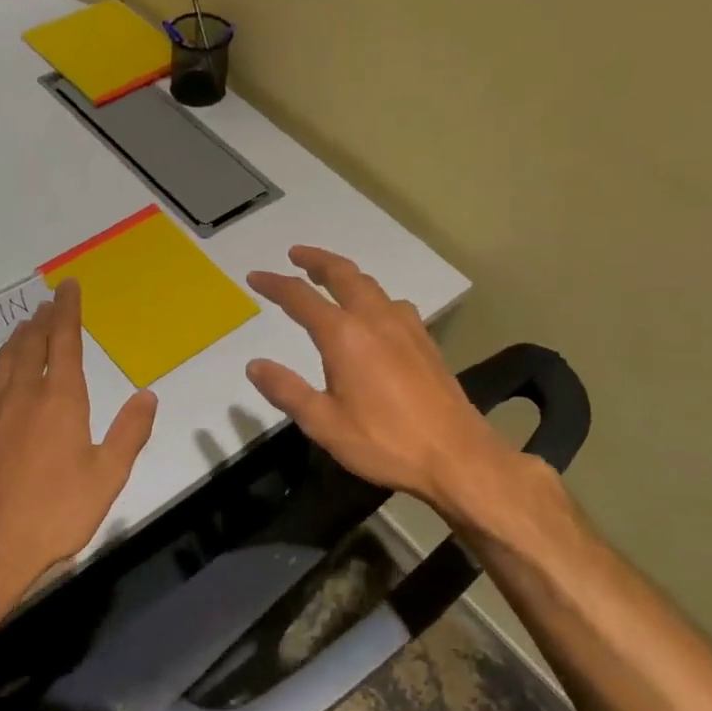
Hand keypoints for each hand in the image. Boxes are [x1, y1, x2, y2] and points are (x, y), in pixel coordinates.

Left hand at [0, 279, 157, 620]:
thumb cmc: (55, 513)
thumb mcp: (108, 476)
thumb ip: (129, 432)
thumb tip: (147, 394)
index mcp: (60, 400)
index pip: (64, 342)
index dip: (68, 311)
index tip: (68, 287)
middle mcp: (22, 396)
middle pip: (31, 346)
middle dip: (41, 321)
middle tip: (47, 304)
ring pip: (1, 364)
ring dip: (13, 342)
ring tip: (22, 328)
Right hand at [245, 246, 514, 518]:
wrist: (456, 456)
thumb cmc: (385, 442)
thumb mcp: (324, 424)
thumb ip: (287, 391)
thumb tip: (254, 365)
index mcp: (344, 336)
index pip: (300, 298)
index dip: (275, 285)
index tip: (255, 276)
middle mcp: (375, 320)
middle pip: (343, 274)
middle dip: (316, 260)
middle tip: (296, 254)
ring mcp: (406, 327)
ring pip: (371, 285)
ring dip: (345, 274)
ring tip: (330, 278)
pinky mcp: (425, 341)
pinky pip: (393, 303)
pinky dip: (372, 295)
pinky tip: (375, 312)